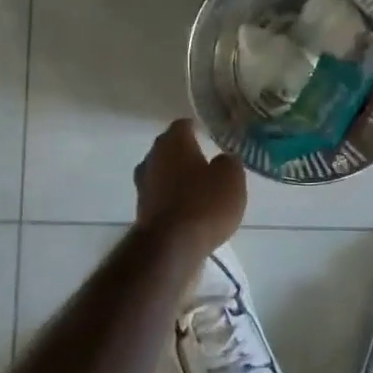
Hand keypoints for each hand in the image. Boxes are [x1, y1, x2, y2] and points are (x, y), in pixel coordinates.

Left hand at [135, 119, 247, 249]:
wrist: (171, 247)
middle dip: (185, 153)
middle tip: (205, 160)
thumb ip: (228, 162)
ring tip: (198, 187)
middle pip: (168, 148)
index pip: (183, 125)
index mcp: (173, 142)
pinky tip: (188, 209)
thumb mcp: (231, 178)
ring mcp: (143, 186)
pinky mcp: (142, 211)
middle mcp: (152, 158)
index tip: (208, 134)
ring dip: (177, 177)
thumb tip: (223, 159)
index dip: (196, 128)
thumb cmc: (204, 203)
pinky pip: (160, 196)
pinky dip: (173, 199)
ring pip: (162, 173)